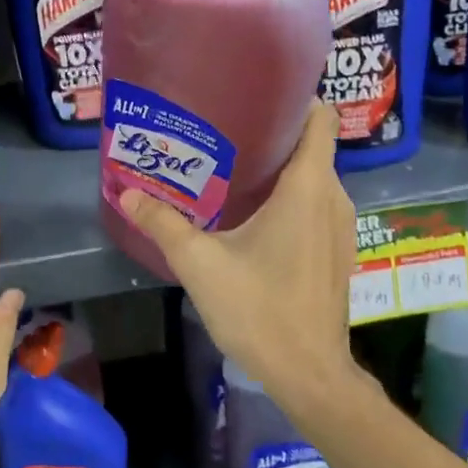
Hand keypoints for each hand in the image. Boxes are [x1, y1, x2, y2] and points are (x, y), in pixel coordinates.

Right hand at [120, 103, 362, 413]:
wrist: (308, 372)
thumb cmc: (259, 309)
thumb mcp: (200, 264)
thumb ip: (163, 224)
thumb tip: (127, 192)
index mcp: (307, 189)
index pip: (319, 119)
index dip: (296, 99)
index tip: (256, 95)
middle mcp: (333, 199)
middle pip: (311, 147)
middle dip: (273, 135)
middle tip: (223, 132)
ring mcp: (340, 227)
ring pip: (313, 179)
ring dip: (281, 170)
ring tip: (232, 168)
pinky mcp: (336, 252)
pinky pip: (316, 205)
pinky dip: (290, 199)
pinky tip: (253, 215)